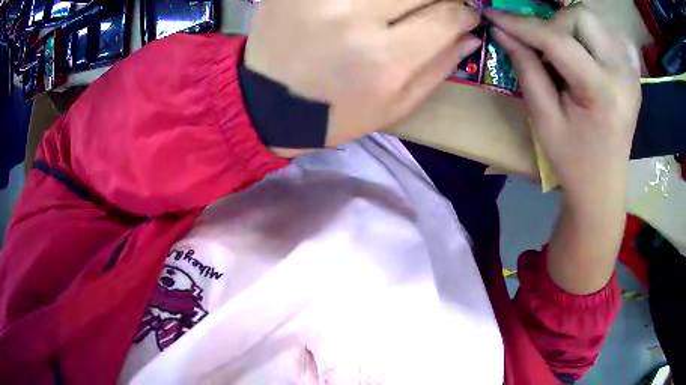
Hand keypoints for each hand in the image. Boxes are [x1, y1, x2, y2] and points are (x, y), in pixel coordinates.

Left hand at [246, 0, 480, 146]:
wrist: (266, 104)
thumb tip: (470, 35)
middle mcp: (353, 17)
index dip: (465, 12)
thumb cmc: (334, 113)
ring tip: (397, 10)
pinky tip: (363, 9)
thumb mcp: (394, 107)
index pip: (447, 15)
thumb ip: (439, 68)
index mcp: (385, 59)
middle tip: (435, 6)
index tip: (466, 14)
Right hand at [487, 8, 641, 294]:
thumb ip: (526, 69)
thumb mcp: (544, 120)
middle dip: (553, 25)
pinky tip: (587, 51)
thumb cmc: (573, 162)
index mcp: (602, 92)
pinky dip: (593, 34)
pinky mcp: (633, 73)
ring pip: (594, 20)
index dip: (521, 23)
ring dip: (570, 27)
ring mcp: (631, 72)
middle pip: (581, 17)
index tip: (493, 15)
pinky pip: (611, 34)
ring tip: (562, 53)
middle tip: (542, 48)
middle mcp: (622, 74)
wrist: (604, 187)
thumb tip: (502, 31)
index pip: (557, 40)